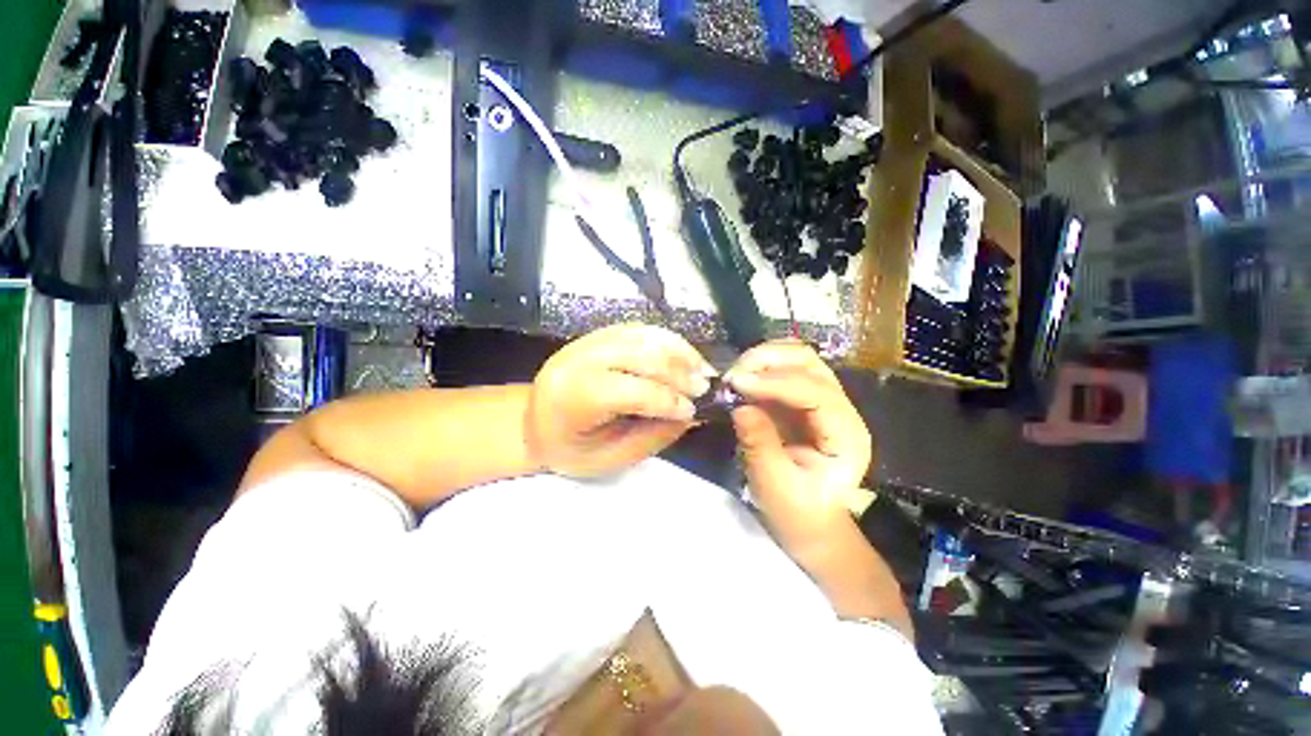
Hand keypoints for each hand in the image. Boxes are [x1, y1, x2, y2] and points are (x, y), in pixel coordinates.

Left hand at [527, 323, 714, 477]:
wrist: (533, 420)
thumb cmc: (568, 449)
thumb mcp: (607, 458)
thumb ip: (651, 436)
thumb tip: (692, 415)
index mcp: (573, 397)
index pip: (631, 391)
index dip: (667, 399)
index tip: (693, 410)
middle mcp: (578, 360)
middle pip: (640, 355)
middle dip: (678, 372)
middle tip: (704, 387)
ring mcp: (587, 341)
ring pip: (643, 336)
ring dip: (678, 351)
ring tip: (700, 369)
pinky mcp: (597, 334)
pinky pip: (638, 329)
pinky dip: (665, 340)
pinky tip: (682, 354)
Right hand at [726, 340, 871, 554]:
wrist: (810, 521)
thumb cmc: (798, 511)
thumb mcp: (774, 485)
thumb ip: (759, 444)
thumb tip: (740, 406)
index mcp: (845, 434)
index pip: (816, 392)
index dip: (776, 382)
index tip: (738, 382)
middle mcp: (840, 408)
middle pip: (810, 363)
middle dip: (769, 360)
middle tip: (733, 375)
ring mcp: (822, 399)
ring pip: (798, 357)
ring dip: (764, 358)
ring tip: (735, 374)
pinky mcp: (802, 399)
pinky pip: (784, 368)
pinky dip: (761, 366)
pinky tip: (743, 378)